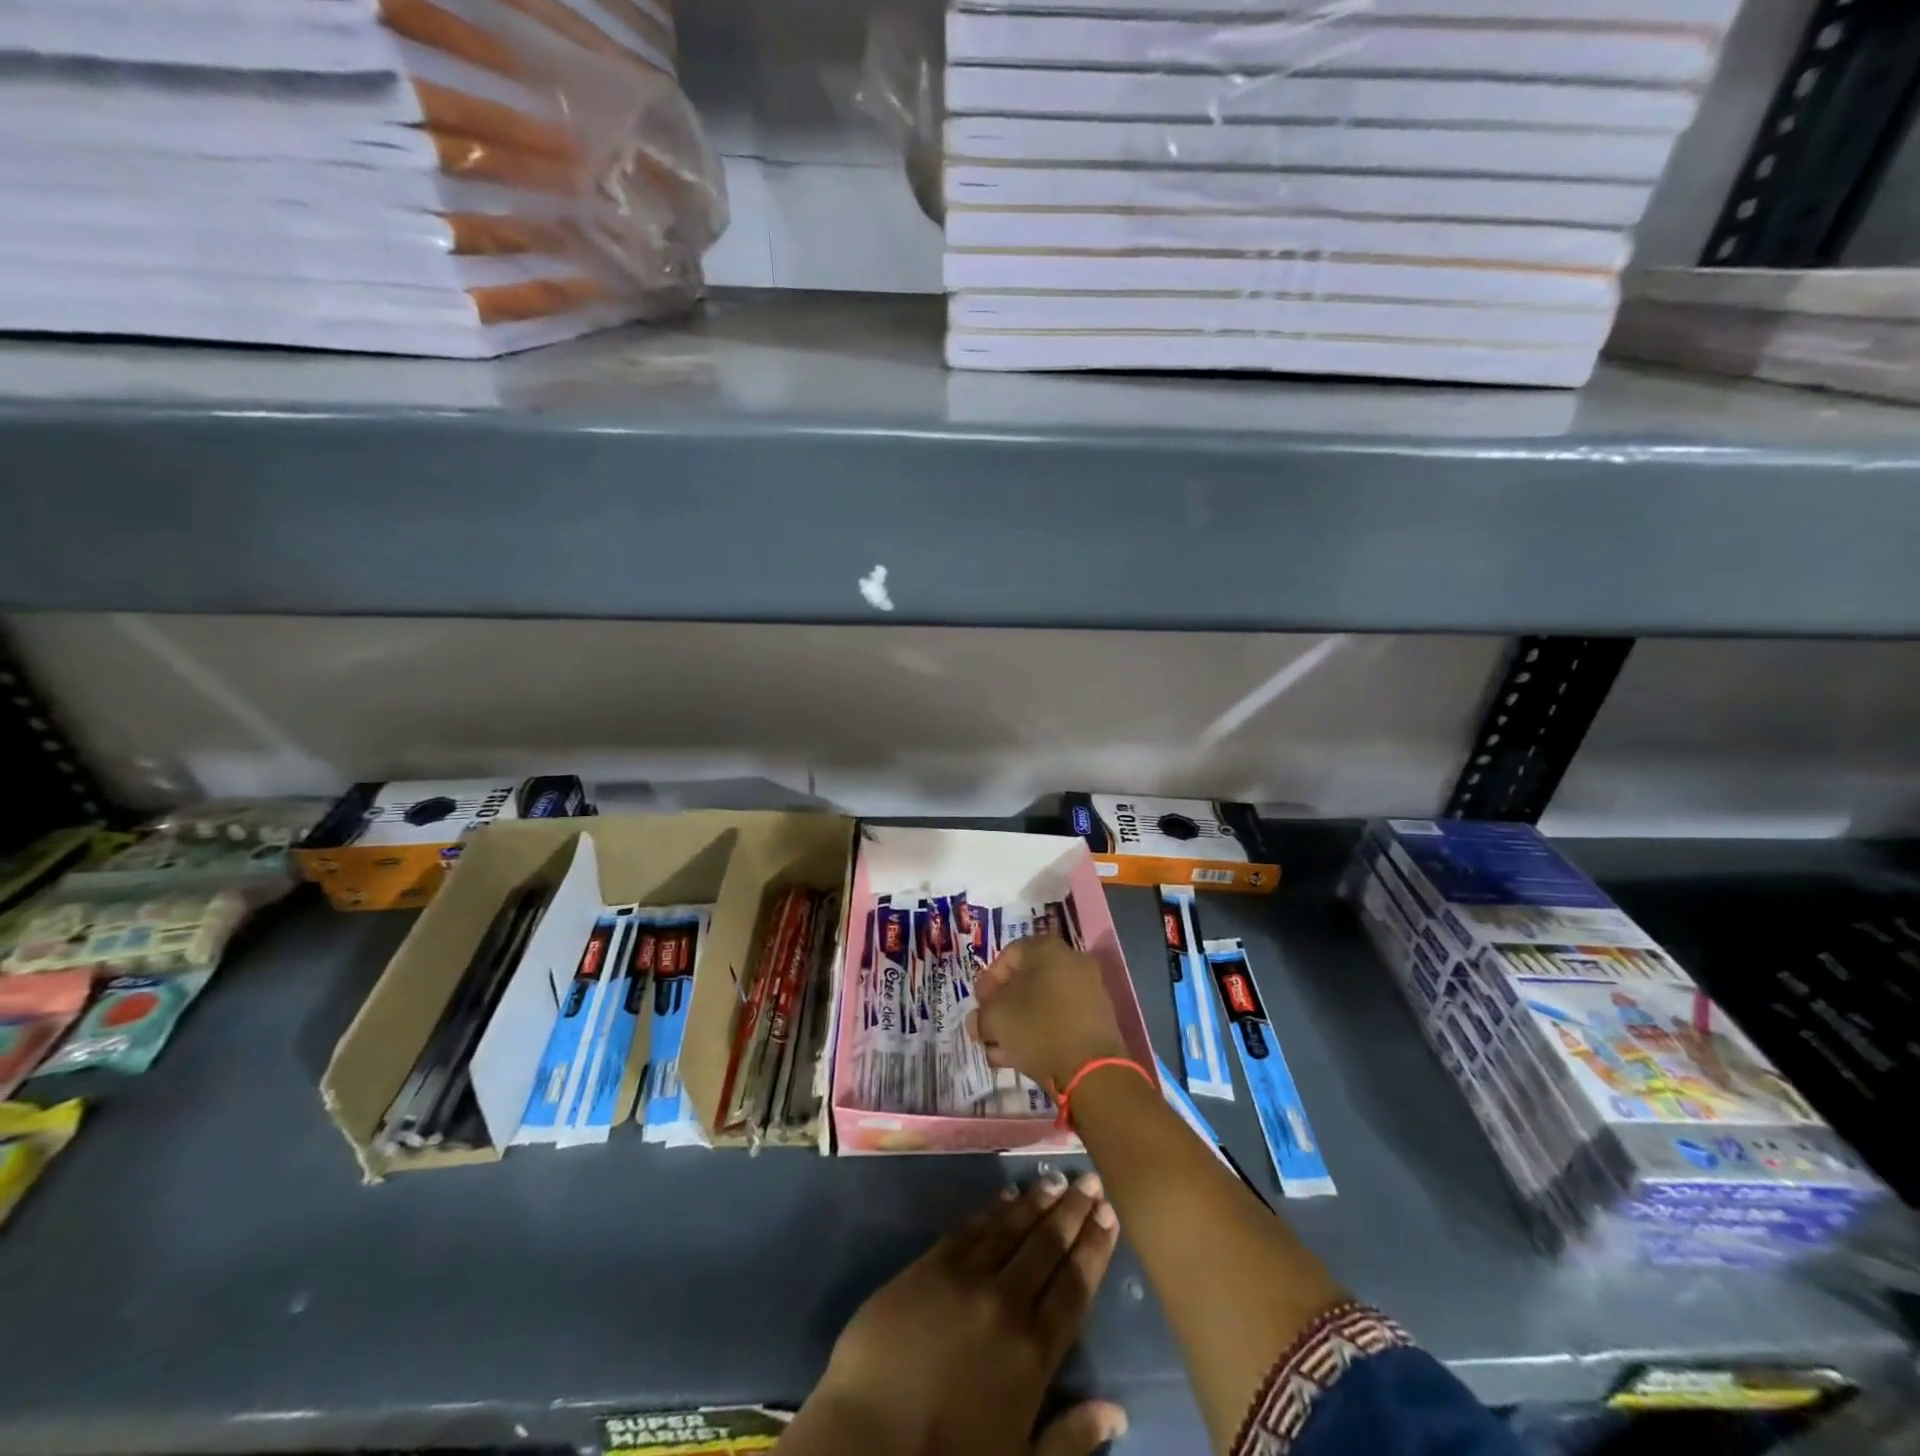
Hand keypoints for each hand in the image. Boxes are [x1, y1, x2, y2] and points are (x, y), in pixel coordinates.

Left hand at [803, 1173, 1127, 1455]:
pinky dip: (992, 1210)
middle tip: (1089, 1182)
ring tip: (1055, 1180)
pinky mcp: (929, 1265)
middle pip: (1046, 1247)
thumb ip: (1071, 1437)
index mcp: (1033, 1352)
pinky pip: (969, 1228)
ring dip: (1036, 1202)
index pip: (1073, 1286)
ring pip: (1010, 1228)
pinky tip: (1006, 1195)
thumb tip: (1118, 1412)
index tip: (1108, 1216)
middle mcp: (1005, 1303)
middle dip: (1072, 1211)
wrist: (869, 1440)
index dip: (1094, 1248)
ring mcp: (965, 1278)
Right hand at [970, 936, 1129, 1091]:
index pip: (1008, 955)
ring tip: (998, 1050)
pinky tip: (1019, 1056)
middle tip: (987, 1028)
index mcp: (1047, 948)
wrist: (1091, 1069)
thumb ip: (982, 1014)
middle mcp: (1071, 961)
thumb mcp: (995, 1017)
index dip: (987, 981)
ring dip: (1017, 1024)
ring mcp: (1088, 990)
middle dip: (1002, 1007)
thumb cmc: (1037, 1028)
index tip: (978, 1006)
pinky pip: (1060, 1019)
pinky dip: (1039, 1032)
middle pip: (1026, 980)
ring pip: (1042, 1003)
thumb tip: (980, 1020)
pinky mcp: (1097, 1019)